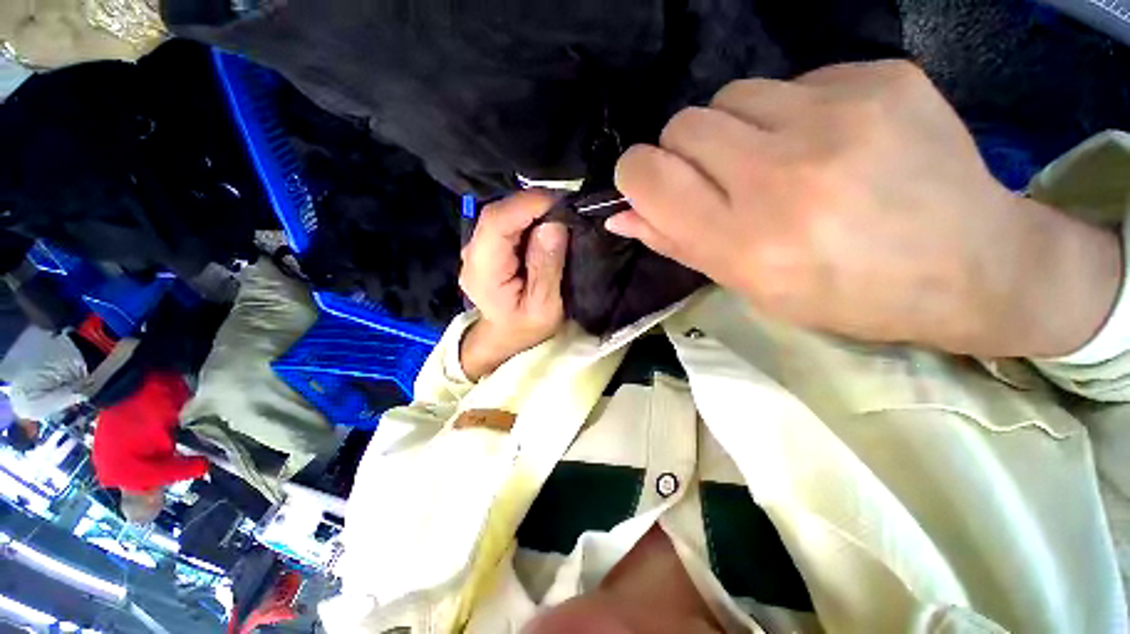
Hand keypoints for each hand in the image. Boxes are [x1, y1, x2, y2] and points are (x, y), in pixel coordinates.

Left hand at [459, 191, 568, 379]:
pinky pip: (505, 223)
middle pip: (497, 214)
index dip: (527, 205)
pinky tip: (545, 224)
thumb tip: (553, 224)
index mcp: (484, 272)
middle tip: (567, 208)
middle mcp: (472, 255)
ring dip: (531, 210)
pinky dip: (527, 218)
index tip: (561, 202)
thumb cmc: (527, 328)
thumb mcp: (545, 306)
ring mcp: (477, 249)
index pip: (497, 223)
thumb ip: (546, 267)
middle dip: (533, 204)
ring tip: (560, 215)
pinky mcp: (486, 247)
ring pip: (501, 214)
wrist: (507, 337)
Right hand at [610, 60, 1121, 356]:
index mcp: (746, 241)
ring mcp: (839, 117)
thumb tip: (620, 216)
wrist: (971, 265)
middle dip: (684, 152)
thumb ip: (676, 243)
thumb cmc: (843, 293)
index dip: (635, 174)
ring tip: (775, 160)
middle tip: (720, 180)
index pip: (649, 176)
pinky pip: (791, 81)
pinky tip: (827, 143)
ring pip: (729, 95)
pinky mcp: (880, 77)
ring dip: (732, 129)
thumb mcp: (746, 285)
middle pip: (683, 125)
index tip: (648, 183)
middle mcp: (784, 176)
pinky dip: (788, 113)